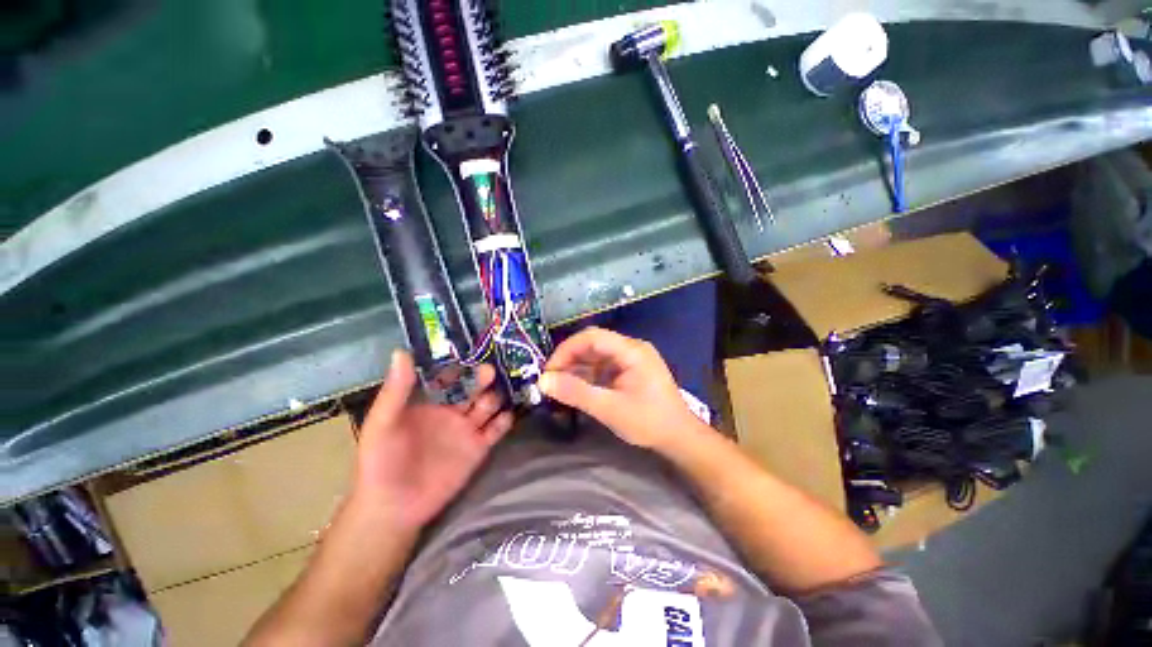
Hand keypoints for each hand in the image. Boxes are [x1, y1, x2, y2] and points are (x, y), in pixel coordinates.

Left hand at [351, 351, 513, 530]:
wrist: (394, 507)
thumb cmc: (381, 461)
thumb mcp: (383, 423)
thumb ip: (396, 390)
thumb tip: (401, 351)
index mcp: (430, 401)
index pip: (450, 376)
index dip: (459, 365)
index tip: (470, 353)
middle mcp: (452, 411)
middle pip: (474, 387)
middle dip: (483, 378)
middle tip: (488, 372)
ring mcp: (467, 429)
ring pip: (489, 405)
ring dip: (495, 397)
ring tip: (493, 398)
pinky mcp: (479, 448)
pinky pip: (497, 429)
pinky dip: (504, 421)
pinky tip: (505, 417)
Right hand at [539, 327, 706, 450]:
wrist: (680, 438)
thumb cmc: (649, 422)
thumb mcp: (610, 409)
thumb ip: (577, 393)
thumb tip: (543, 381)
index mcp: (631, 350)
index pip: (592, 337)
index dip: (567, 349)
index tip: (550, 370)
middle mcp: (631, 348)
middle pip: (593, 344)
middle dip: (570, 359)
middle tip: (551, 380)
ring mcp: (631, 359)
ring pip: (596, 356)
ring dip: (577, 368)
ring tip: (559, 386)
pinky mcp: (629, 370)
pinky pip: (603, 367)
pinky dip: (587, 376)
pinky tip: (575, 388)